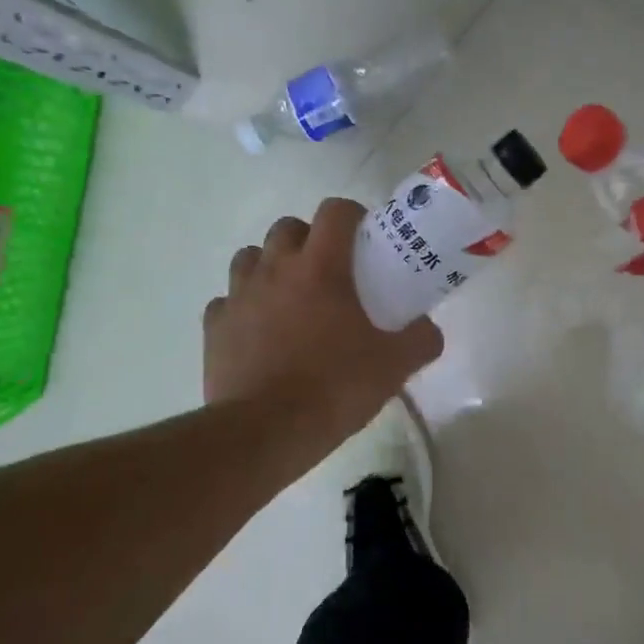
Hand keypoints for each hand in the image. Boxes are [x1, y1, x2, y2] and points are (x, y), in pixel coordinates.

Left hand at [205, 199, 442, 455]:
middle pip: (288, 228)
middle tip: (330, 273)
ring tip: (290, 299)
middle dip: (309, 240)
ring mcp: (238, 297)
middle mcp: (274, 270)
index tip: (365, 240)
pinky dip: (243, 308)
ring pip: (251, 258)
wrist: (266, 431)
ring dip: (271, 267)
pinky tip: (259, 332)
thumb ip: (420, 340)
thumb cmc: (335, 388)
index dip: (353, 217)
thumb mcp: (394, 366)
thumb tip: (429, 330)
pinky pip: (227, 302)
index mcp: (320, 268)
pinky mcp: (214, 328)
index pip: (335, 212)